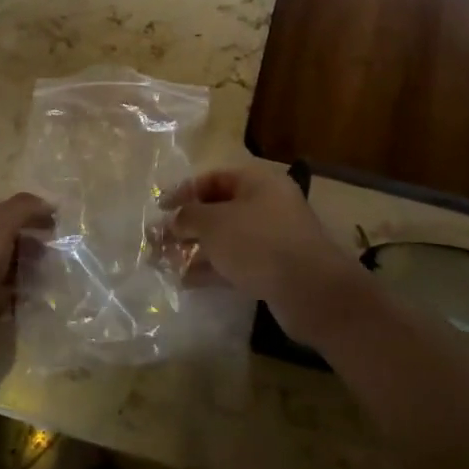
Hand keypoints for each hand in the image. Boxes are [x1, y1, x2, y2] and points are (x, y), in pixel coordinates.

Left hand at [0, 192, 52, 385]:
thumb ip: (23, 209)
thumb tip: (51, 202)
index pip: (1, 208)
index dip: (29, 212)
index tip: (57, 223)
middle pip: (7, 236)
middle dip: (34, 241)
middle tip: (59, 250)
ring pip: (10, 265)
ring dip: (33, 267)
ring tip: (57, 271)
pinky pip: (9, 292)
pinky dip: (26, 292)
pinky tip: (44, 293)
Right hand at [165, 167, 372, 350]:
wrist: (310, 290)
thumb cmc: (258, 242)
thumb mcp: (214, 223)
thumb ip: (188, 217)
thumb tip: (173, 220)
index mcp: (258, 182)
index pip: (214, 178)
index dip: (184, 191)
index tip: (160, 208)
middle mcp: (268, 205)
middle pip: (220, 209)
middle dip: (188, 225)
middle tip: (159, 240)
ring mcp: (273, 238)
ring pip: (227, 238)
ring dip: (197, 249)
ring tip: (166, 262)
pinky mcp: (275, 268)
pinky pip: (237, 262)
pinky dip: (213, 269)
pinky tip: (187, 281)